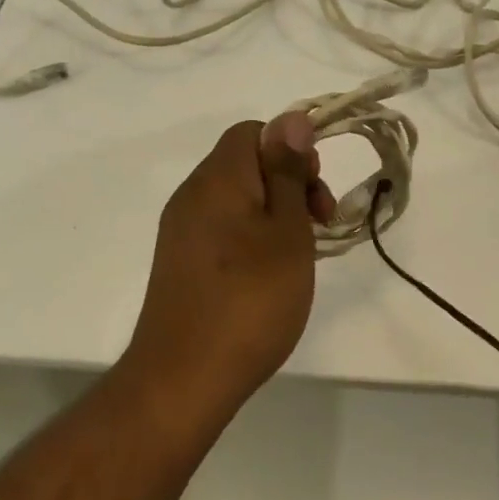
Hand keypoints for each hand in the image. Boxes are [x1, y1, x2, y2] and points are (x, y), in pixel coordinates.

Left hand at [121, 113, 335, 429]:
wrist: (182, 380)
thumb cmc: (249, 300)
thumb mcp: (285, 231)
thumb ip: (288, 172)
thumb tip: (293, 118)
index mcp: (217, 178)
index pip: (254, 132)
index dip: (292, 150)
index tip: (315, 191)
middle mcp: (192, 195)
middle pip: (246, 163)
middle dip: (289, 183)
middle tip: (319, 224)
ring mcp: (180, 231)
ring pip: (236, 199)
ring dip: (274, 214)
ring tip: (301, 254)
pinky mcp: (179, 263)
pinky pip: (222, 229)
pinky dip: (252, 237)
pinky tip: (270, 275)